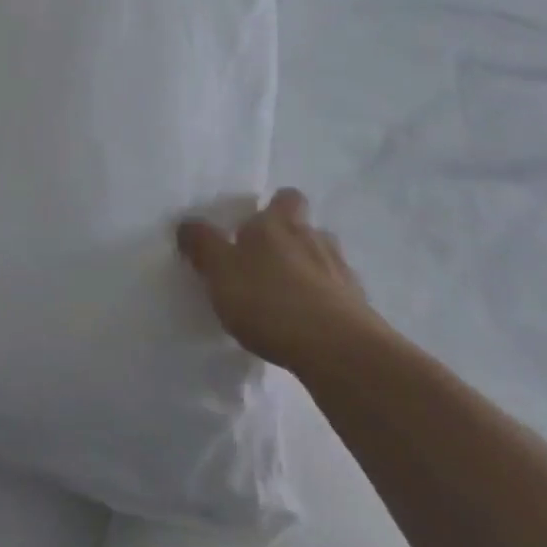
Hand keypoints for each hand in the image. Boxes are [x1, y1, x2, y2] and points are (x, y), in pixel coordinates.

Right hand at [177, 188, 384, 372]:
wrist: (336, 349)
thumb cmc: (269, 300)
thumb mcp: (219, 271)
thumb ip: (202, 245)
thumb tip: (186, 224)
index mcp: (279, 223)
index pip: (285, 198)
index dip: (274, 207)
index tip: (256, 227)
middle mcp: (314, 238)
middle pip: (307, 228)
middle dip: (291, 241)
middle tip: (268, 265)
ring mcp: (341, 272)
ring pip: (325, 260)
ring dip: (310, 273)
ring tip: (289, 299)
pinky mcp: (360, 307)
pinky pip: (339, 296)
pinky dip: (325, 304)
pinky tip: (310, 326)